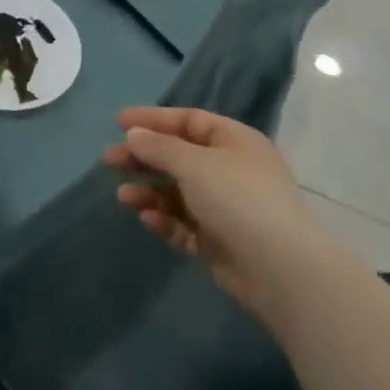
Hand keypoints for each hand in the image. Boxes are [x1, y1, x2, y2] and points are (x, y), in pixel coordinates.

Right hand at [104, 106, 314, 312]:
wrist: (280, 269)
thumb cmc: (238, 199)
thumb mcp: (194, 163)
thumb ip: (159, 147)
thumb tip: (133, 135)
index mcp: (233, 141)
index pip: (188, 121)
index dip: (153, 120)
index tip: (119, 123)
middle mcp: (230, 169)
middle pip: (178, 156)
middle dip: (144, 157)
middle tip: (109, 160)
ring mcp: (225, 207)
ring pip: (178, 192)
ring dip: (150, 191)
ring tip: (124, 196)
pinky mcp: (219, 241)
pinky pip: (184, 223)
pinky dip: (165, 219)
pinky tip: (147, 218)